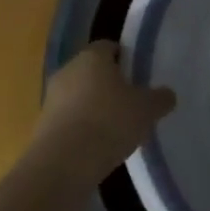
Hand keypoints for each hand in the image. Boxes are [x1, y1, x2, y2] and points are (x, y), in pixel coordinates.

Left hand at [34, 41, 175, 185]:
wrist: (63, 163)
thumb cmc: (109, 122)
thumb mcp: (147, 110)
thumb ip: (160, 98)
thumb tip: (167, 94)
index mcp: (92, 57)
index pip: (109, 47)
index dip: (126, 58)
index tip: (139, 75)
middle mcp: (68, 70)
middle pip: (92, 71)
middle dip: (110, 84)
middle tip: (131, 102)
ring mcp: (51, 98)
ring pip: (78, 96)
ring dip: (94, 107)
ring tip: (116, 128)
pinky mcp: (42, 126)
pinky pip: (68, 119)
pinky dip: (82, 128)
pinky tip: (97, 146)